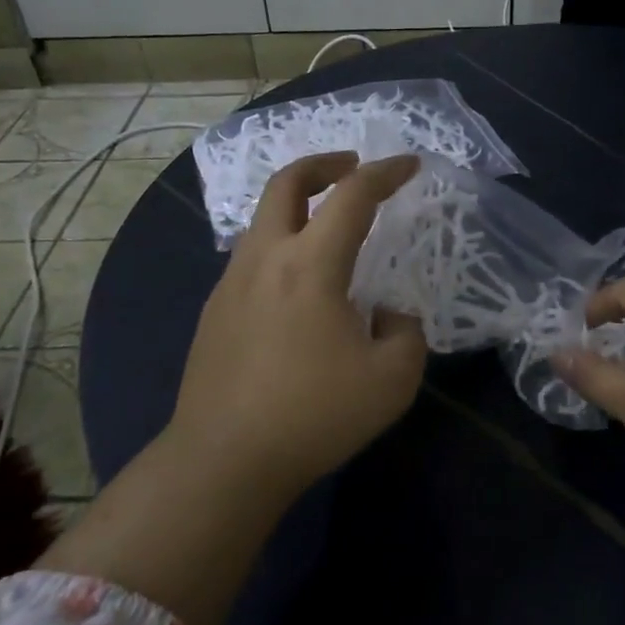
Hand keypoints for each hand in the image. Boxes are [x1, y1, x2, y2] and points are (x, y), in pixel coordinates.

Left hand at [167, 151, 427, 492]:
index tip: (410, 165)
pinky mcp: (215, 312)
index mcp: (310, 264)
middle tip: (353, 167)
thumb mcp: (392, 379)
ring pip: (263, 219)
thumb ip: (405, 332)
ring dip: (299, 206)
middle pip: (286, 184)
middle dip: (323, 164)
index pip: (352, 196)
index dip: (385, 173)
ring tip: (329, 226)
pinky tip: (299, 285)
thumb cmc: (313, 415)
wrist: (224, 461)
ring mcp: (231, 284)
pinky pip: (252, 257)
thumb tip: (386, 314)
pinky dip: (281, 244)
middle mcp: (265, 259)